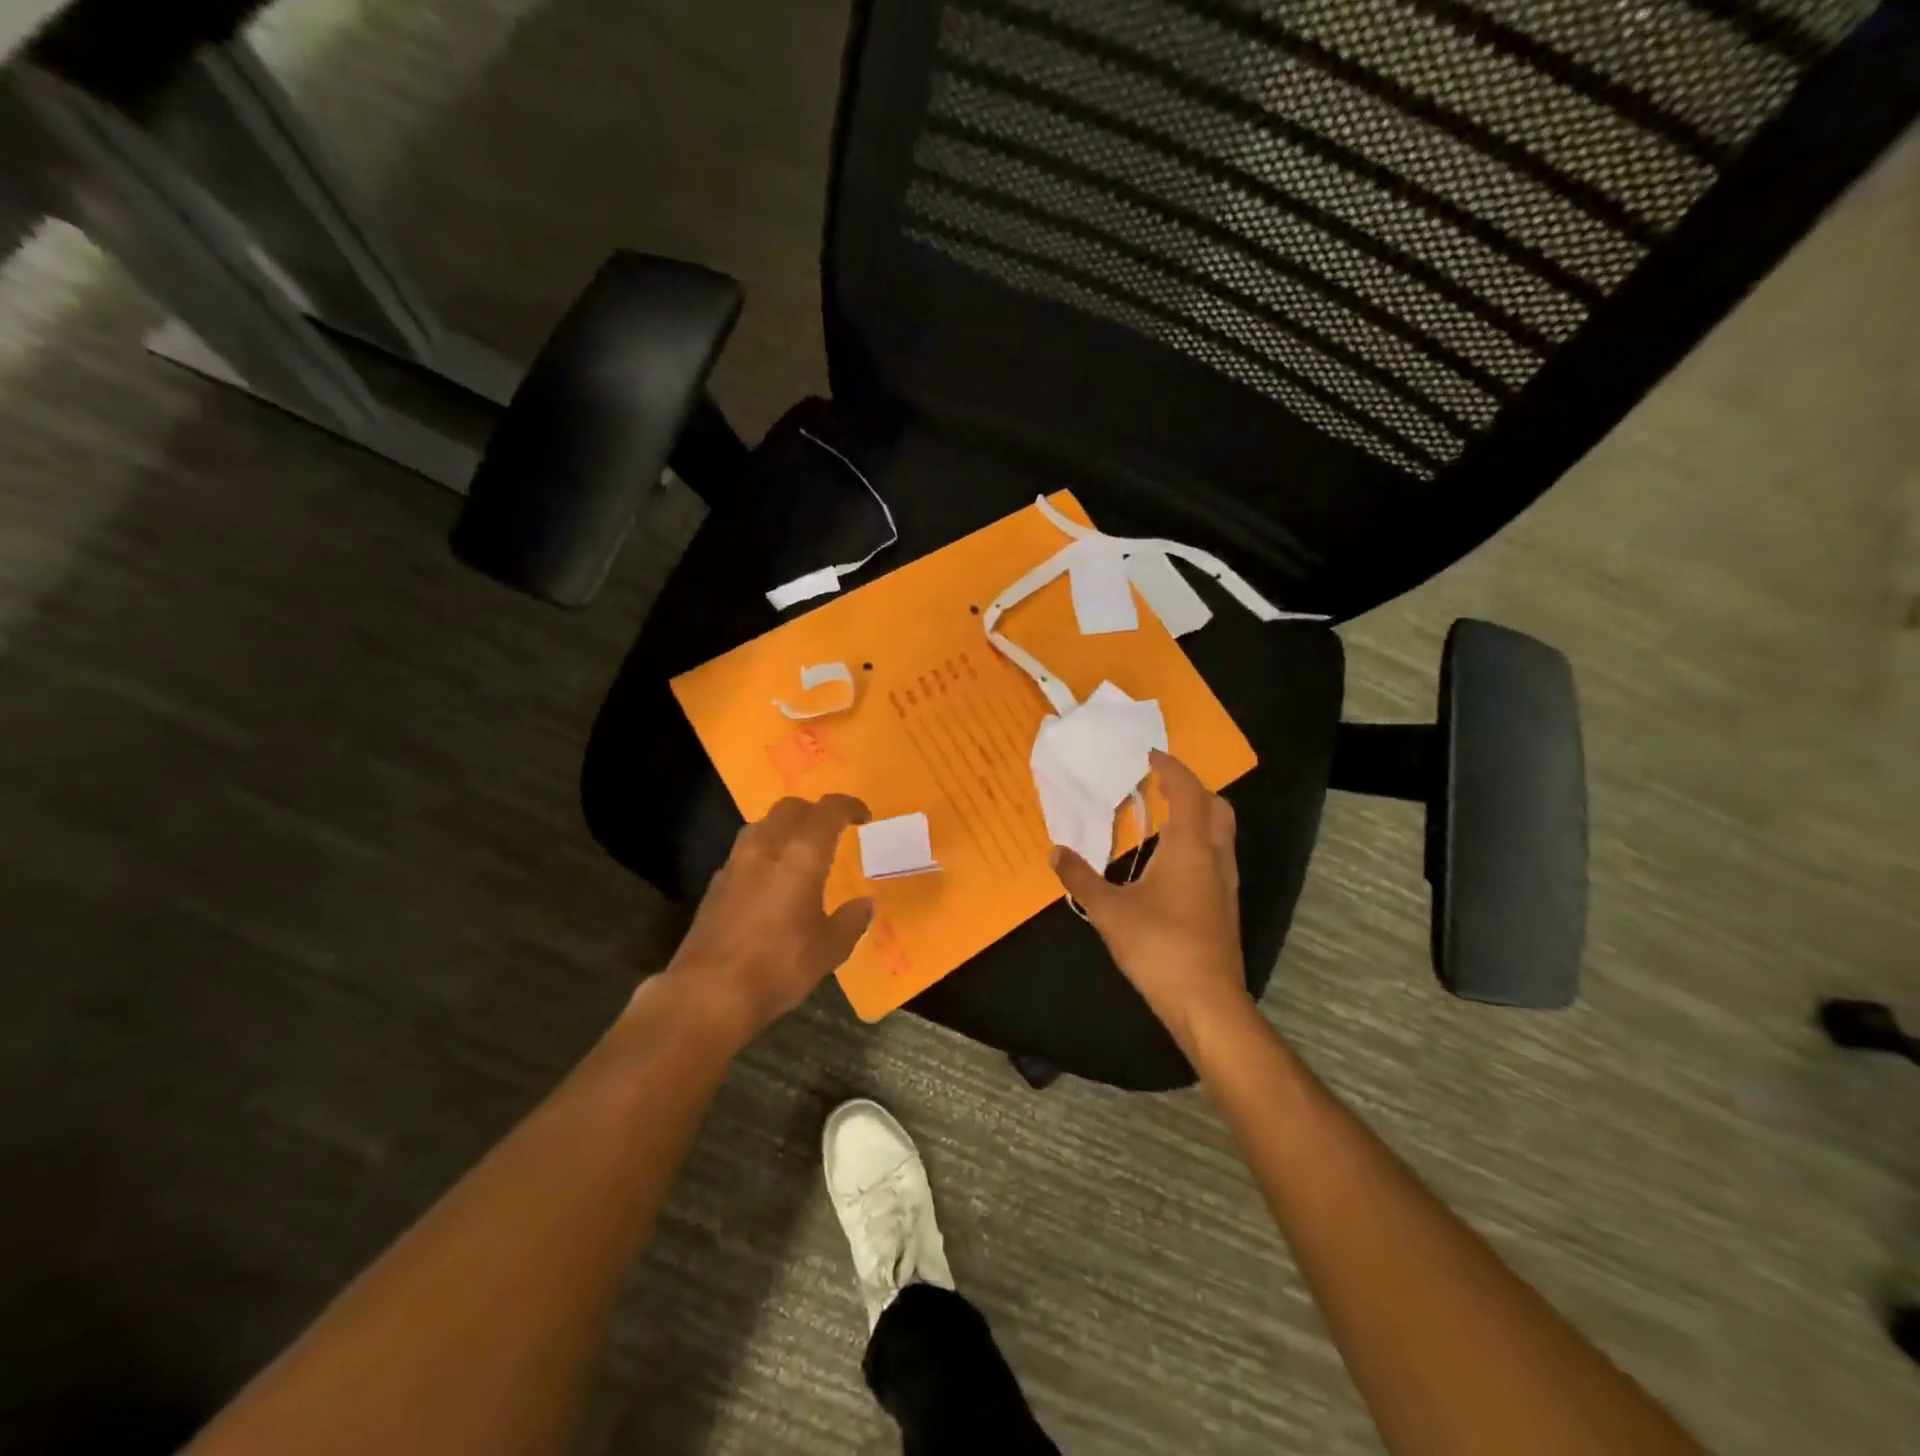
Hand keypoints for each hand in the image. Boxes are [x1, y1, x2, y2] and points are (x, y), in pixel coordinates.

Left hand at [657, 794, 875, 1045]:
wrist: (709, 993)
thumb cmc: (779, 966)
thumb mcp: (829, 949)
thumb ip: (851, 920)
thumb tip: (865, 904)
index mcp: (802, 855)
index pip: (828, 810)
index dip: (849, 806)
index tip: (863, 817)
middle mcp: (767, 847)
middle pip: (791, 808)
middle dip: (815, 812)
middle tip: (832, 832)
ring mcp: (735, 863)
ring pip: (763, 825)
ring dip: (785, 828)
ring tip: (800, 852)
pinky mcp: (715, 884)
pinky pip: (745, 851)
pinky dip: (764, 853)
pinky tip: (771, 881)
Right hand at [1051, 750, 1251, 1055]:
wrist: (1206, 1001)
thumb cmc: (1158, 946)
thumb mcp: (1109, 911)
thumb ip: (1080, 878)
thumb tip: (1056, 852)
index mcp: (1189, 847)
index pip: (1188, 791)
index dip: (1171, 767)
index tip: (1150, 755)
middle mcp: (1215, 857)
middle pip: (1217, 806)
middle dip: (1192, 789)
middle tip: (1159, 785)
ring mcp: (1225, 883)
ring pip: (1221, 833)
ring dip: (1197, 816)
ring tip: (1161, 818)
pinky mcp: (1225, 906)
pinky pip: (1216, 857)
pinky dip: (1198, 843)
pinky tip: (1169, 864)